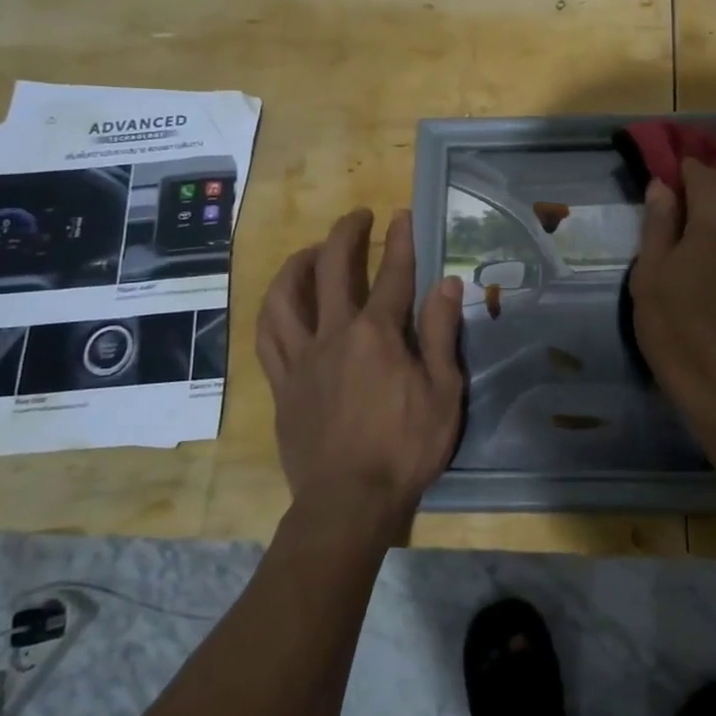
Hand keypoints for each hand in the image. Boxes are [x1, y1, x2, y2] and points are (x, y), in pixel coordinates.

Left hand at [255, 208, 464, 518]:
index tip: (402, 214)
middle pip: (332, 269)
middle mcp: (334, 333)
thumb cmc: (406, 447)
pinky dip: (273, 311)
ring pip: (287, 297)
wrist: (350, 501)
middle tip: (358, 217)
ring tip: (311, 251)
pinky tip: (282, 302)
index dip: (401, 240)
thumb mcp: (443, 391)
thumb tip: (446, 282)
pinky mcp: (282, 383)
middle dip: (346, 234)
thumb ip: (440, 333)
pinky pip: (268, 337)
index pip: (393, 274)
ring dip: (298, 264)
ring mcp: (302, 357)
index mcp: (378, 334)